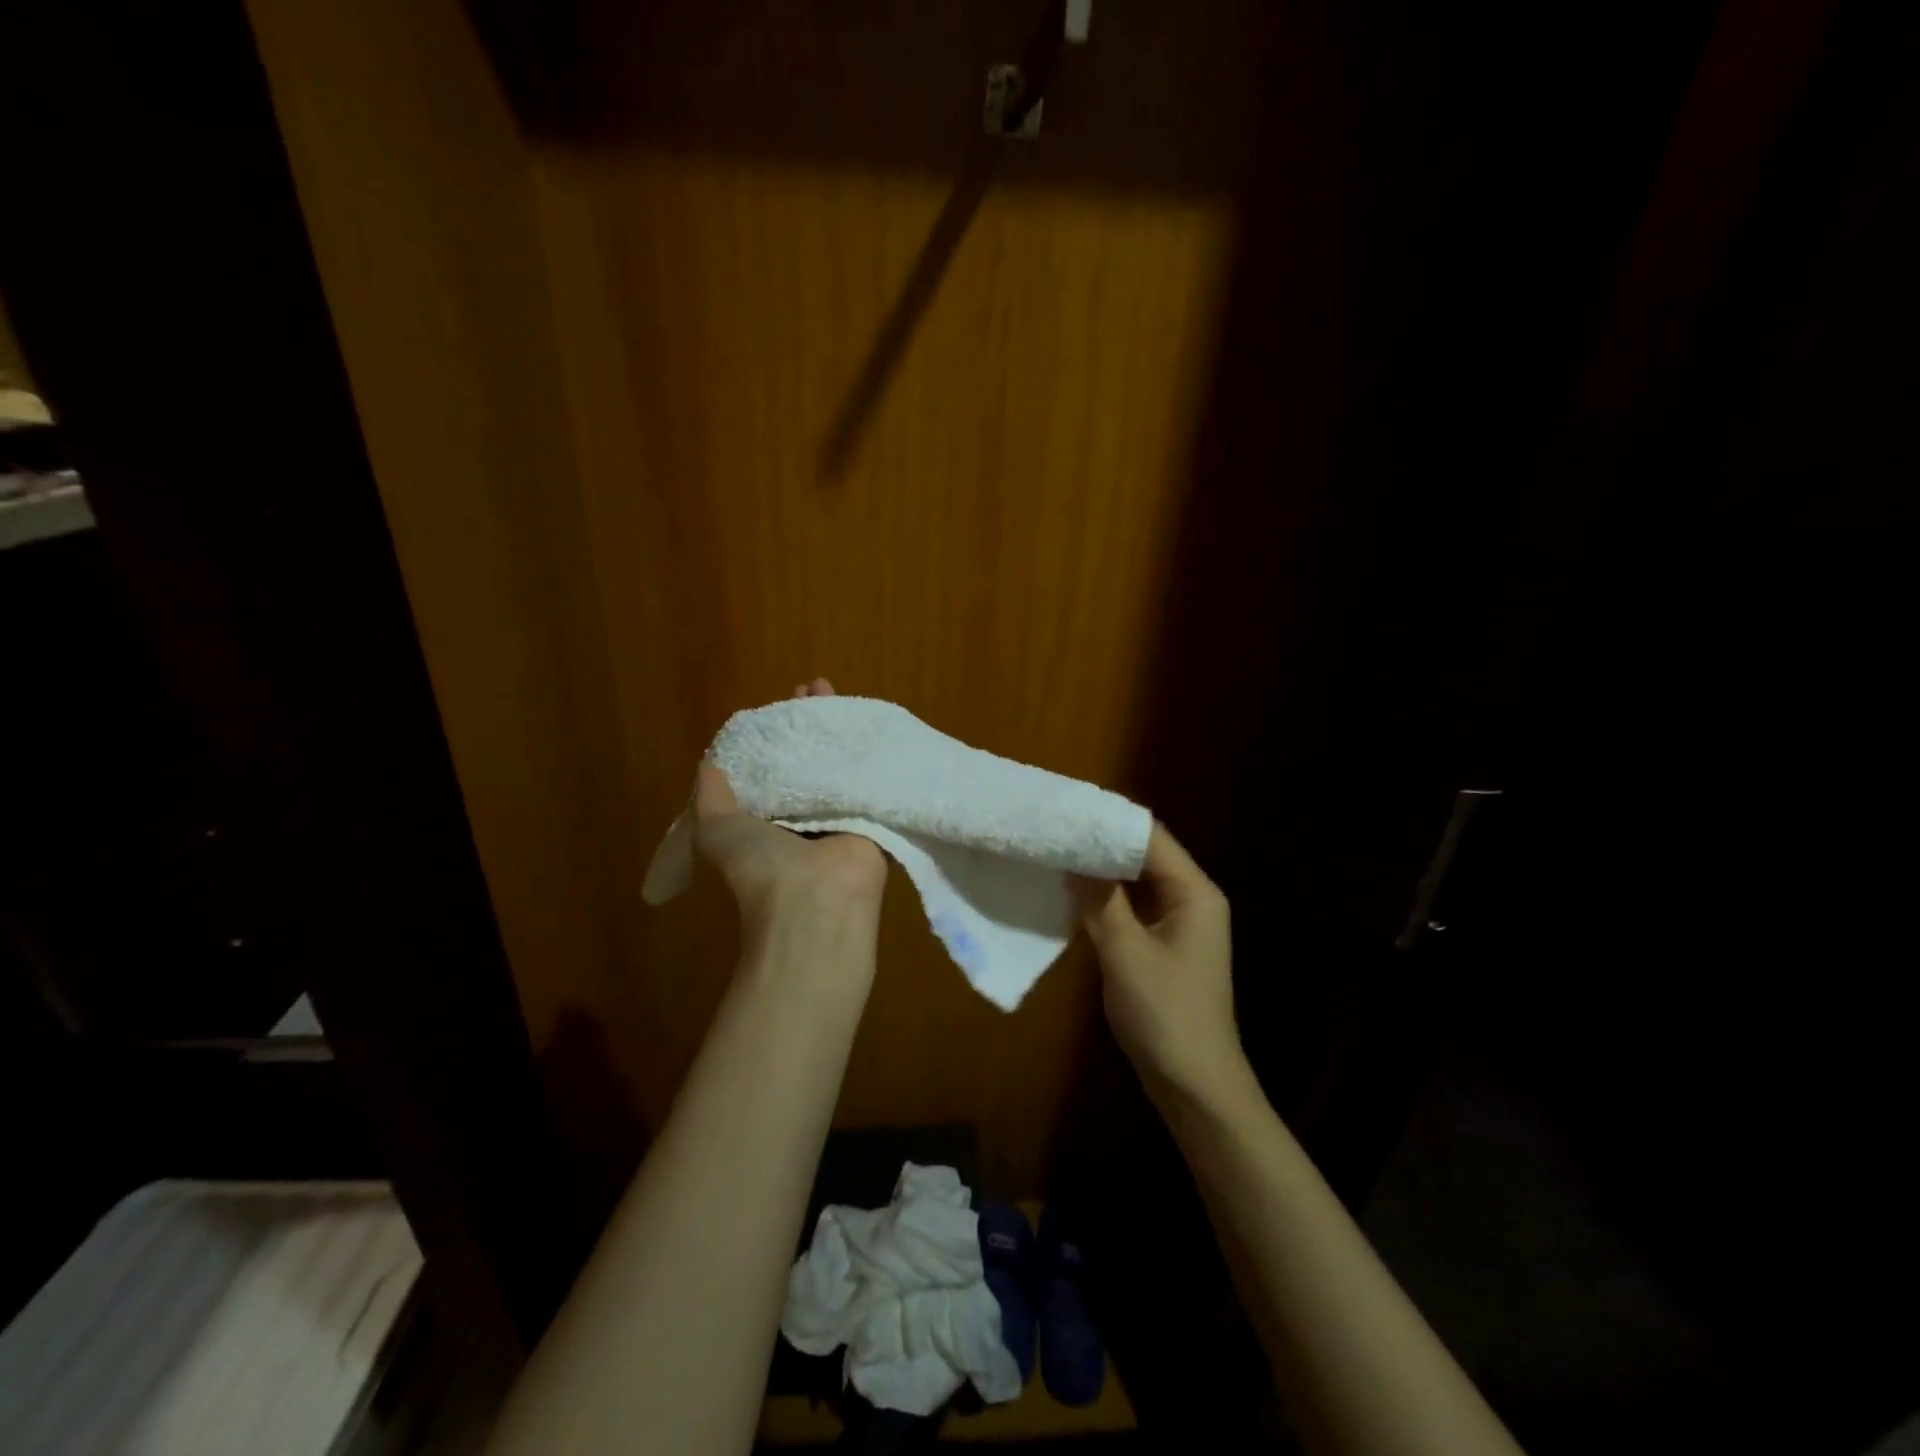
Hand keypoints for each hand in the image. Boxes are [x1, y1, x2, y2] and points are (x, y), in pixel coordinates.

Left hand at [692, 679, 888, 934]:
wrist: (815, 899)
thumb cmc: (759, 863)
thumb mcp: (715, 827)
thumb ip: (712, 794)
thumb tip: (709, 762)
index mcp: (767, 821)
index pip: (771, 768)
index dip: (771, 736)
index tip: (778, 706)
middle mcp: (803, 817)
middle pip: (807, 760)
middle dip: (807, 724)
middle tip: (812, 688)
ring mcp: (840, 815)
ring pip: (837, 763)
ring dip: (835, 729)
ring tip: (832, 689)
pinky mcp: (872, 815)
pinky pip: (868, 775)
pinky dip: (868, 749)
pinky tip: (867, 719)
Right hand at [1076, 824, 1244, 1107]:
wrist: (1195, 1085)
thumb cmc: (1164, 1013)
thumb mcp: (1125, 951)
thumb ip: (1099, 900)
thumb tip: (1073, 859)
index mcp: (1194, 892)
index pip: (1151, 837)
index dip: (1111, 820)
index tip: (1068, 809)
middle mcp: (1191, 900)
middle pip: (1145, 856)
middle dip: (1102, 843)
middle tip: (1056, 830)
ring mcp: (1179, 925)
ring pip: (1137, 882)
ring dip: (1102, 871)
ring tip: (1058, 854)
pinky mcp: (1164, 947)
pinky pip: (1133, 908)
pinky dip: (1106, 899)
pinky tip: (1073, 895)